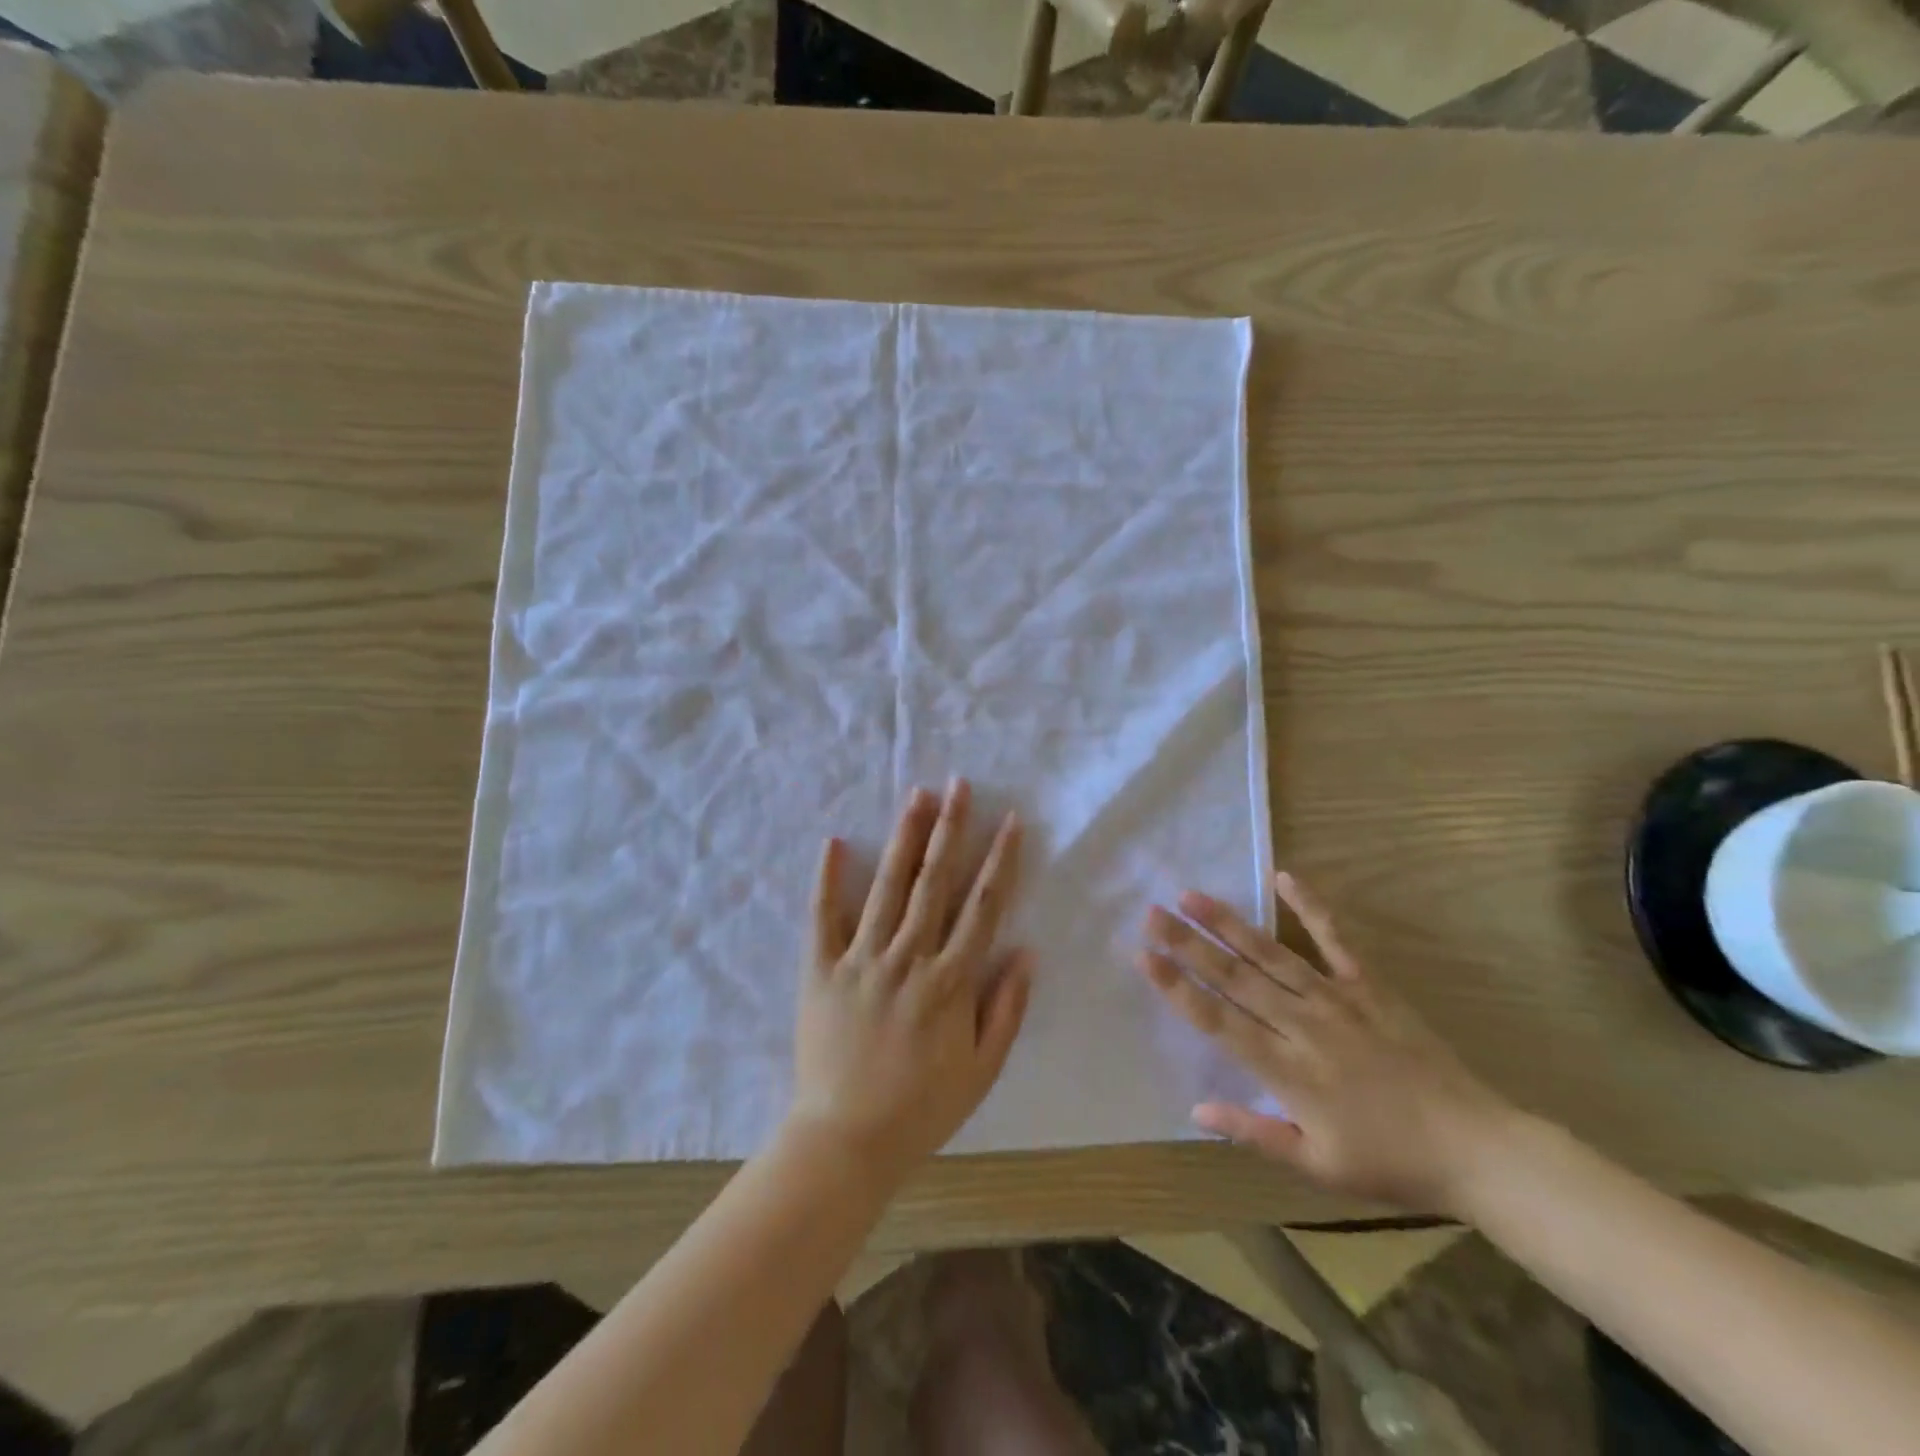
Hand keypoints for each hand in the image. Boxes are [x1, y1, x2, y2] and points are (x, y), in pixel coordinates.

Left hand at [789, 780, 1030, 1182]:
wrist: (846, 1140)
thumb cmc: (922, 1108)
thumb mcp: (982, 1070)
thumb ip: (1006, 1009)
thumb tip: (1027, 952)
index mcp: (949, 981)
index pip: (982, 907)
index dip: (1000, 861)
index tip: (1010, 822)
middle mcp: (907, 957)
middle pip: (934, 881)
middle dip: (951, 829)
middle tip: (960, 785)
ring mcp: (861, 959)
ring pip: (887, 886)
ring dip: (904, 837)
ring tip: (917, 795)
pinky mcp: (821, 969)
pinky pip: (823, 916)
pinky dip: (828, 878)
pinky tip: (836, 841)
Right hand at [1140, 873, 1514, 1216]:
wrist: (1476, 1148)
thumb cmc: (1390, 1162)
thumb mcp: (1316, 1165)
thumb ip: (1253, 1133)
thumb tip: (1194, 1110)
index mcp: (1287, 1071)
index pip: (1218, 1021)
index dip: (1177, 987)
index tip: (1144, 956)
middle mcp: (1303, 1026)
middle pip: (1235, 978)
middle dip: (1188, 944)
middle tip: (1152, 913)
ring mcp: (1337, 999)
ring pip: (1270, 954)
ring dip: (1228, 923)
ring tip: (1191, 895)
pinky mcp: (1369, 986)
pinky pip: (1335, 940)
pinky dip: (1310, 907)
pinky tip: (1284, 877)